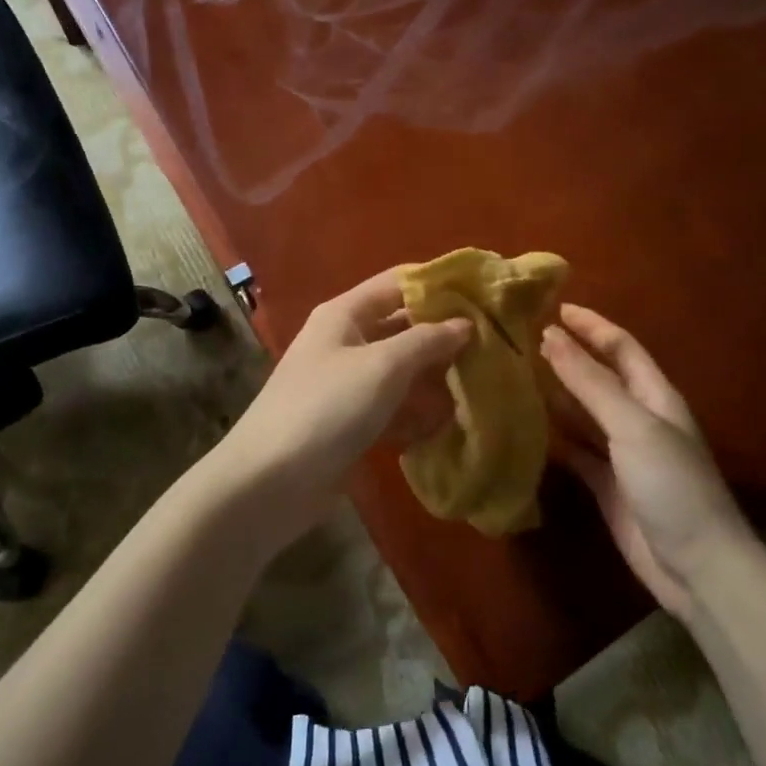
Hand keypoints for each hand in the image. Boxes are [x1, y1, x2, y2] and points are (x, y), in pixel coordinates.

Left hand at [215, 269, 471, 543]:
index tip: (484, 294)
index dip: (438, 285)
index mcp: (345, 314)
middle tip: (495, 343)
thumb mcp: (382, 366)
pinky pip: (394, 407)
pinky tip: (452, 422)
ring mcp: (348, 385)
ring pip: (402, 370)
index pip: (398, 283)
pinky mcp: (352, 423)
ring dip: (436, 376)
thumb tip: (465, 323)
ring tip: (484, 381)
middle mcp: (346, 342)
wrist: (270, 482)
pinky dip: (419, 412)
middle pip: (403, 327)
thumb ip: (427, 341)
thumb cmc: (327, 408)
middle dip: (444, 335)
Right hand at [541, 304, 750, 622]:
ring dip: (556, 395)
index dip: (591, 325)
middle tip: (522, 341)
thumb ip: (590, 382)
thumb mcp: (632, 425)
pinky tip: (526, 428)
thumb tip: (550, 336)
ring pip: (584, 414)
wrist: (697, 566)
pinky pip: (576, 451)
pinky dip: (554, 438)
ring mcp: (623, 453)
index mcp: (655, 396)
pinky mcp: (607, 484)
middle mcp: (639, 418)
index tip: (553, 307)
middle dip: (568, 357)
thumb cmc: (671, 484)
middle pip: (600, 377)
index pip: (621, 347)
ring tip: (515, 377)